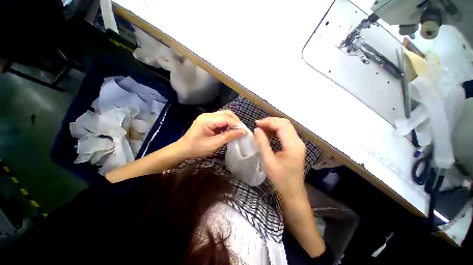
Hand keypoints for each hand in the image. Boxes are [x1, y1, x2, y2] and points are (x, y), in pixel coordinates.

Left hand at [176, 110, 245, 158]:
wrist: (183, 149)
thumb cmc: (196, 148)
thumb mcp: (213, 144)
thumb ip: (228, 136)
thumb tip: (243, 132)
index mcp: (207, 120)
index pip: (226, 118)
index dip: (237, 124)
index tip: (245, 132)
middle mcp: (207, 115)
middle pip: (226, 113)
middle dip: (236, 121)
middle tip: (242, 131)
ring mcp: (208, 116)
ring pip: (225, 115)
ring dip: (232, 122)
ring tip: (238, 130)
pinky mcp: (209, 120)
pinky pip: (221, 119)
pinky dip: (228, 123)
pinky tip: (231, 130)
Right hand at [254, 117, 305, 199]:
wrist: (292, 190)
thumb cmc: (280, 178)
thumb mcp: (268, 161)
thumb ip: (262, 143)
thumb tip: (257, 129)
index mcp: (293, 145)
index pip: (282, 125)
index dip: (269, 122)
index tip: (256, 123)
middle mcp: (298, 141)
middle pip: (285, 123)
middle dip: (271, 121)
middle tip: (258, 124)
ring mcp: (298, 143)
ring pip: (286, 127)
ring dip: (274, 124)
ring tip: (262, 127)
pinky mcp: (296, 145)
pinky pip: (287, 132)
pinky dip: (277, 130)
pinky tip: (269, 132)